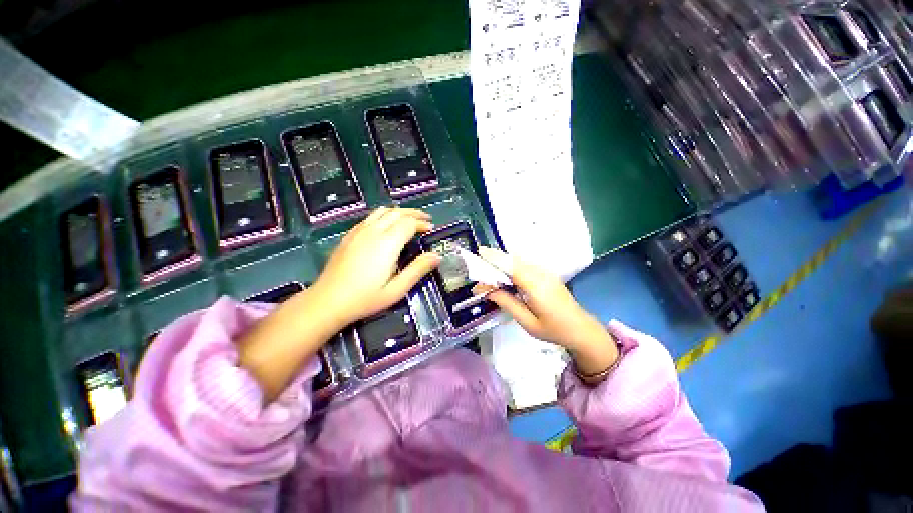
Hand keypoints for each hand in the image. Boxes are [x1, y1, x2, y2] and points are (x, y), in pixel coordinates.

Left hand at [310, 208, 440, 328]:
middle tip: (425, 219)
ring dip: (399, 212)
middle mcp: (374, 232)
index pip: (409, 224)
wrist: (328, 301)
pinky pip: (370, 217)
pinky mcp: (350, 235)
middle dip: (414, 214)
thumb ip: (418, 270)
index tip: (431, 228)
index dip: (422, 223)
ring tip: (410, 219)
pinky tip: (386, 225)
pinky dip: (384, 215)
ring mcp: (359, 232)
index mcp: (387, 244)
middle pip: (397, 213)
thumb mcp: (397, 289)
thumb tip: (437, 256)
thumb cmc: (366, 298)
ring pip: (383, 212)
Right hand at [474, 247, 617, 376]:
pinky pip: (525, 265)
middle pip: (513, 260)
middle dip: (494, 260)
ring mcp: (545, 271)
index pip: (510, 266)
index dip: (494, 258)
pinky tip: (504, 276)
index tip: (478, 254)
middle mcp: (540, 273)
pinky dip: (511, 266)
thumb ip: (507, 302)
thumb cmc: (553, 329)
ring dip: (502, 263)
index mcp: (535, 285)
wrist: (581, 328)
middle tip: (478, 268)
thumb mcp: (527, 322)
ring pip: (519, 261)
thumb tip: (487, 289)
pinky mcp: (546, 273)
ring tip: (487, 273)